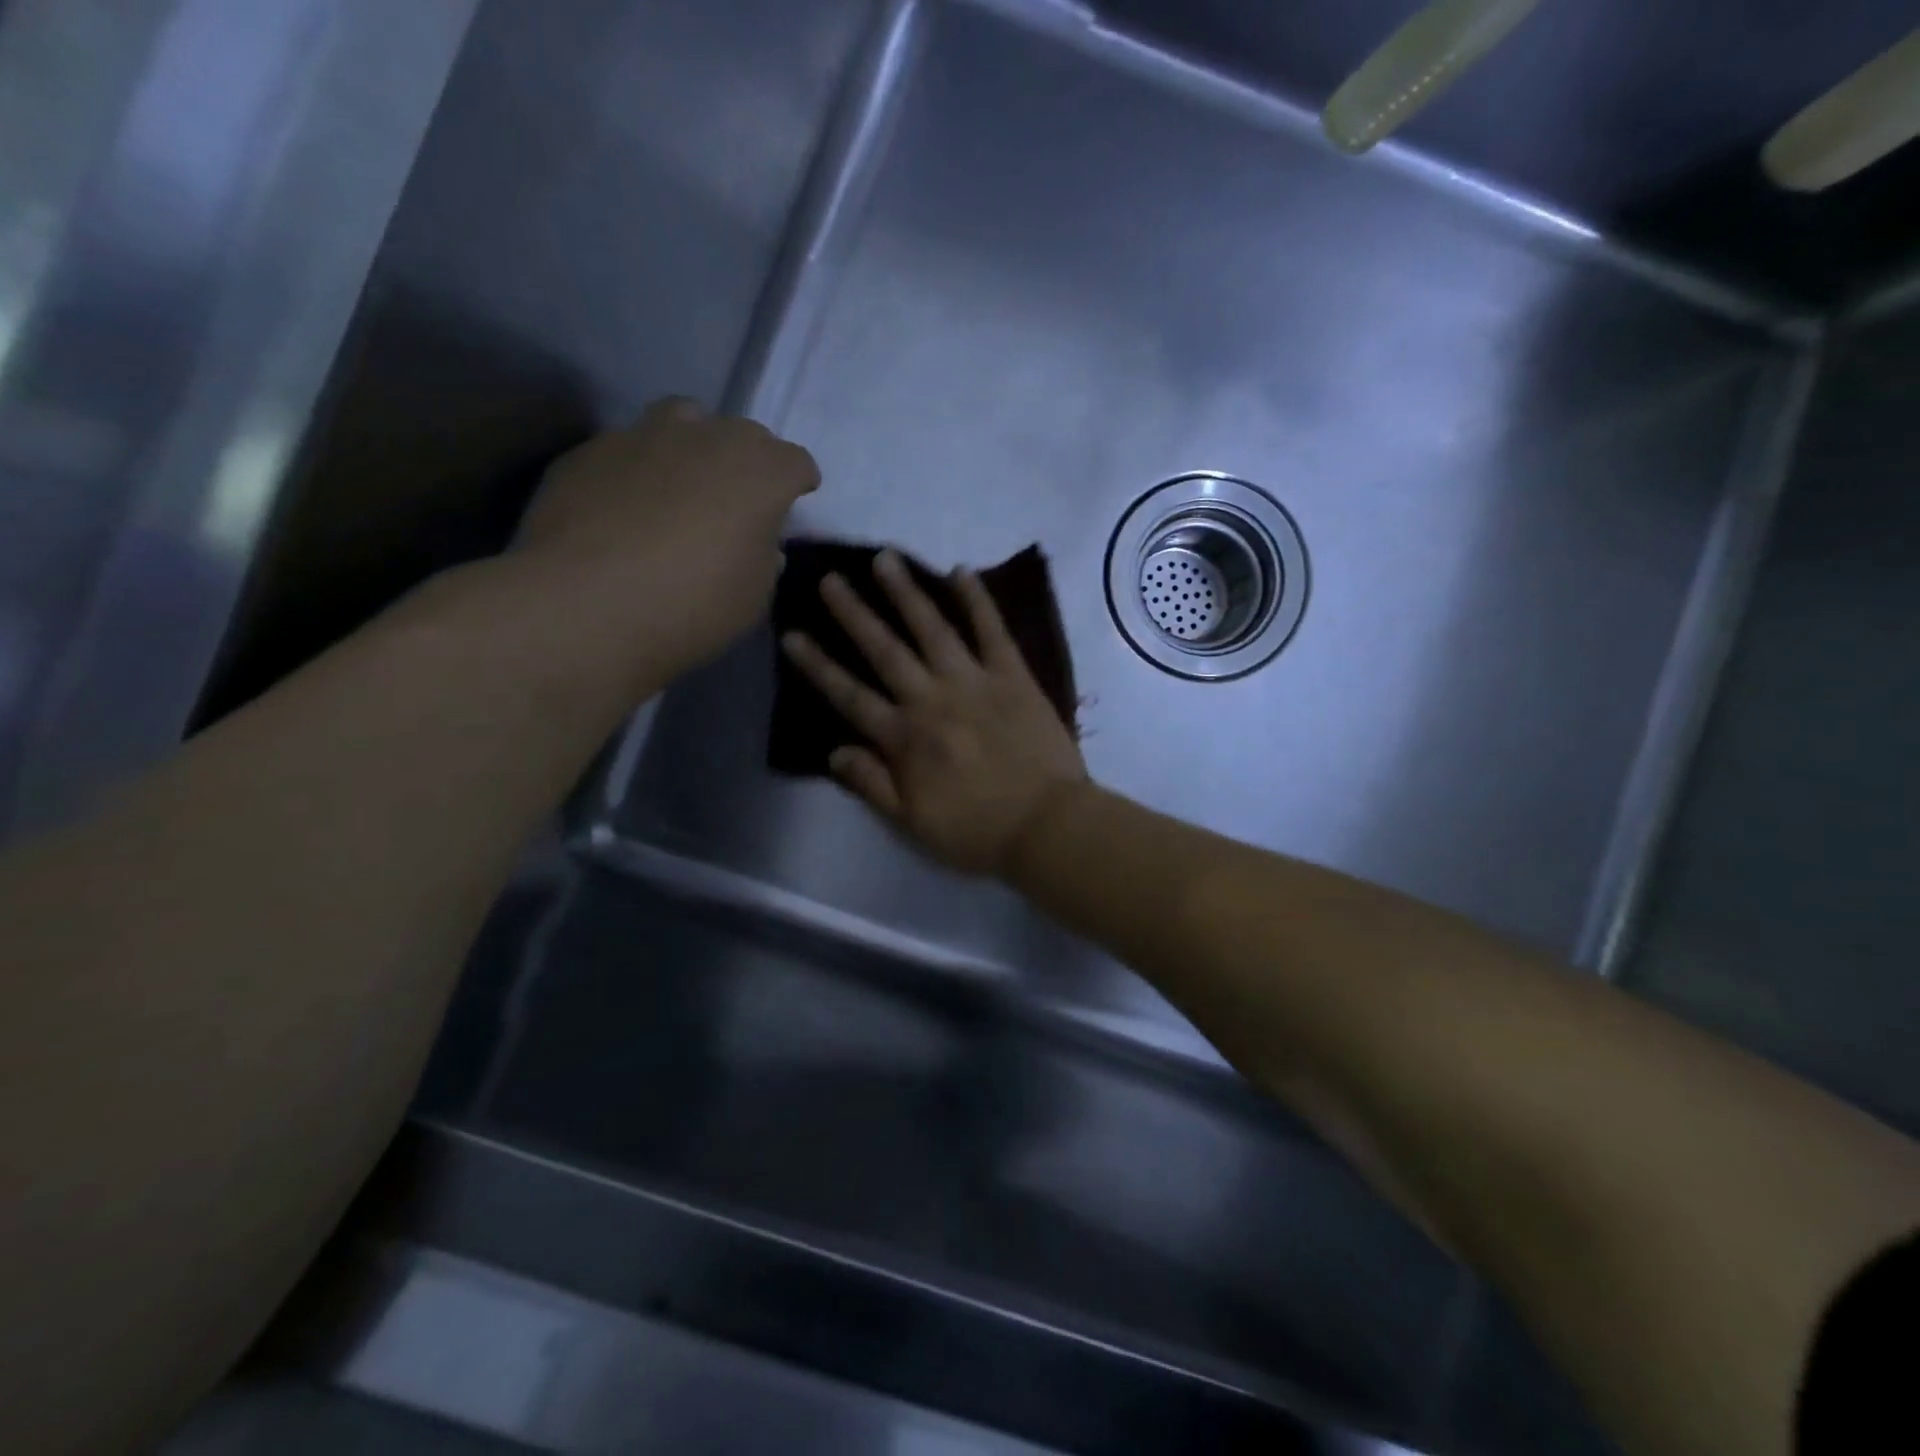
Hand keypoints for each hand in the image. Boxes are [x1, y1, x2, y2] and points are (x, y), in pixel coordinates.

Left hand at [517, 397, 818, 676]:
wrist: (585, 607)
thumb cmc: (693, 607)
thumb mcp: (754, 597)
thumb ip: (764, 558)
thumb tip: (757, 542)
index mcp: (760, 472)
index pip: (795, 462)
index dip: (798, 481)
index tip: (794, 500)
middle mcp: (707, 437)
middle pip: (743, 434)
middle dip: (749, 462)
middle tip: (739, 500)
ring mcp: (643, 436)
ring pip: (683, 421)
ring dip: (693, 446)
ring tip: (682, 485)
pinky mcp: (590, 451)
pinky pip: (629, 450)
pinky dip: (639, 471)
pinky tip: (626, 508)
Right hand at [782, 550, 1087, 876]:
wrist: (1046, 826)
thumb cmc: (976, 831)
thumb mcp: (912, 823)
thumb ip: (871, 784)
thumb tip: (833, 751)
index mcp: (904, 738)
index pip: (850, 696)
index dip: (818, 666)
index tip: (792, 634)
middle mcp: (931, 699)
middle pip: (885, 650)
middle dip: (854, 614)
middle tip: (830, 579)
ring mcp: (974, 682)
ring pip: (932, 629)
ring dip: (906, 593)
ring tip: (885, 559)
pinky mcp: (1013, 676)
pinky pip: (993, 631)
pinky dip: (977, 600)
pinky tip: (961, 572)